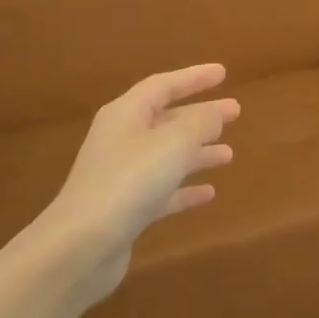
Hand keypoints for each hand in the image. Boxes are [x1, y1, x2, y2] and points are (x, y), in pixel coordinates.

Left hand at [38, 64, 238, 303]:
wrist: (83, 244)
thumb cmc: (129, 182)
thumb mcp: (173, 144)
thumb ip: (200, 123)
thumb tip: (215, 113)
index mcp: (126, 115)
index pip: (162, 85)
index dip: (194, 78)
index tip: (223, 73)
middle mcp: (121, 140)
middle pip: (166, 120)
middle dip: (201, 115)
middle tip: (235, 112)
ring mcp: (122, 176)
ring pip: (167, 156)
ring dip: (197, 152)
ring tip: (229, 154)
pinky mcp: (126, 209)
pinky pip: (163, 191)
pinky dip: (185, 189)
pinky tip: (209, 193)